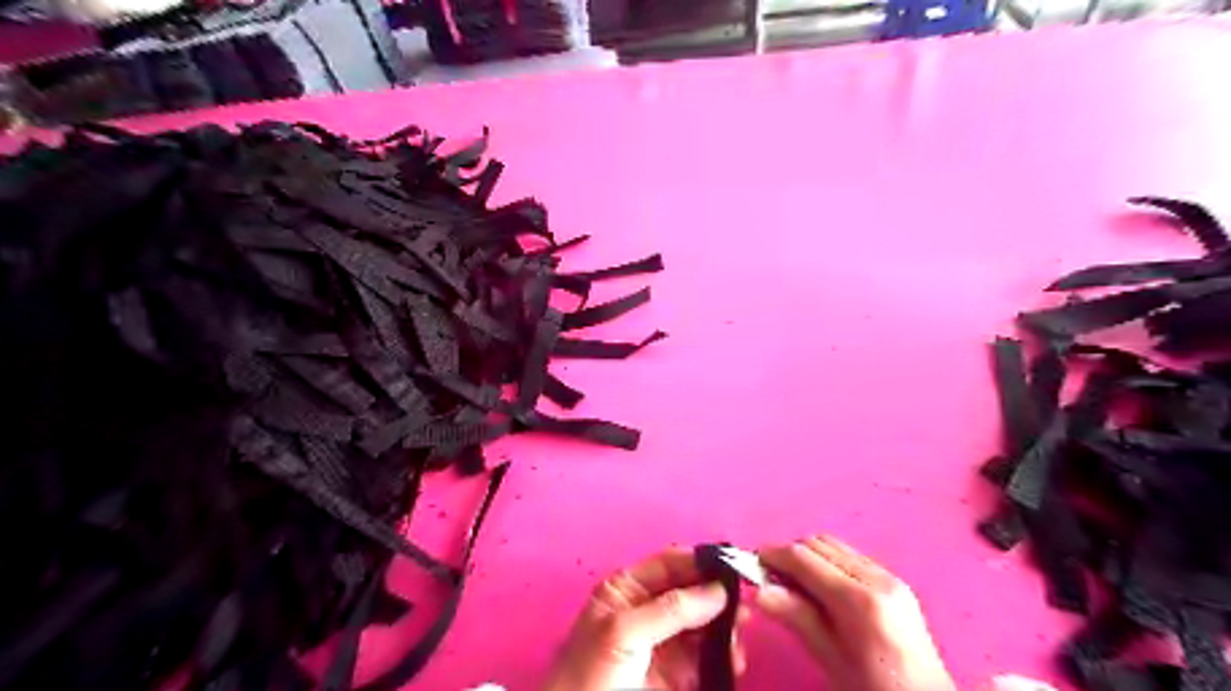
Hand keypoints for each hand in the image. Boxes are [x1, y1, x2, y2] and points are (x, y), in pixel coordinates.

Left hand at [539, 547, 749, 687]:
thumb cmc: (594, 671)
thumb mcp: (626, 631)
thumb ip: (671, 608)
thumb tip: (718, 589)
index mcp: (628, 587)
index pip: (670, 563)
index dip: (701, 562)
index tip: (735, 567)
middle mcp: (647, 607)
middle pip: (691, 591)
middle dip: (718, 598)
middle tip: (745, 608)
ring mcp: (662, 640)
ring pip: (702, 623)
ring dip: (724, 627)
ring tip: (739, 638)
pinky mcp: (675, 672)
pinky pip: (704, 655)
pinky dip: (723, 655)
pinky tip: (734, 660)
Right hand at [755, 536, 956, 690]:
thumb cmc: (874, 689)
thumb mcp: (831, 659)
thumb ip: (797, 618)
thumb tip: (759, 591)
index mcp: (860, 600)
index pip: (804, 557)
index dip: (774, 555)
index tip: (752, 563)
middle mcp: (876, 577)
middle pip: (818, 543)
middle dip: (790, 554)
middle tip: (771, 578)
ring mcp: (889, 576)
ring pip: (834, 545)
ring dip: (809, 556)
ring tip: (795, 584)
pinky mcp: (895, 581)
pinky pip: (851, 556)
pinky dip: (828, 562)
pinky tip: (822, 589)